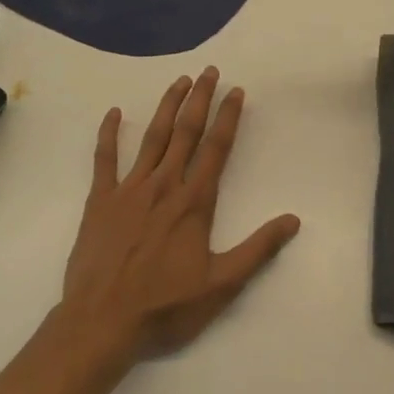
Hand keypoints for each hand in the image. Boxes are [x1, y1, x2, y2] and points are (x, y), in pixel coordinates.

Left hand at [59, 68, 300, 361]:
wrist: (102, 321)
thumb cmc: (164, 306)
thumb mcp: (221, 285)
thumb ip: (257, 249)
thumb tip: (293, 220)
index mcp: (194, 203)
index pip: (216, 149)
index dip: (228, 118)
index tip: (236, 91)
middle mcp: (164, 186)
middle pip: (186, 133)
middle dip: (200, 99)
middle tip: (210, 72)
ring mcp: (129, 190)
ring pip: (152, 138)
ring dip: (167, 107)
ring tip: (179, 81)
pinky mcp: (100, 200)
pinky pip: (105, 159)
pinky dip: (109, 134)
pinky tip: (114, 113)